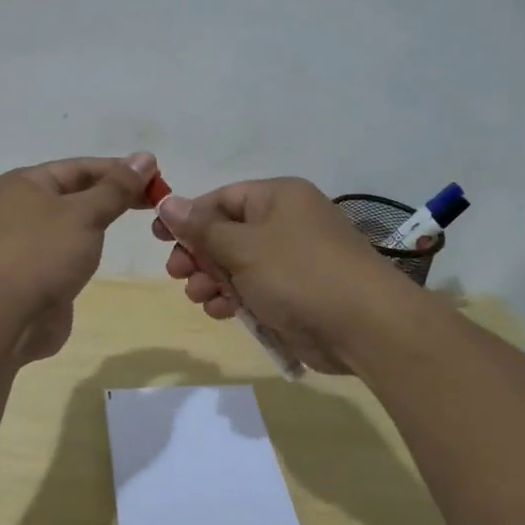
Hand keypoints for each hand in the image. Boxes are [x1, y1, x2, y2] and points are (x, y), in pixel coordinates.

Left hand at [0, 153, 157, 362]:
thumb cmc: (40, 254)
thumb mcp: (84, 213)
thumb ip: (116, 188)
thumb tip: (145, 158)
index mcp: (22, 184)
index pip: (79, 167)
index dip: (119, 169)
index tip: (157, 175)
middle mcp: (18, 210)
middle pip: (74, 193)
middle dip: (112, 195)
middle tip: (156, 199)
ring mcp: (22, 245)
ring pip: (69, 225)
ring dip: (99, 222)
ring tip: (138, 223)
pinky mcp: (31, 276)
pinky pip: (64, 253)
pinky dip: (86, 250)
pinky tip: (105, 254)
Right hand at [152, 177, 420, 373]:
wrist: (364, 327)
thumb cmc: (299, 274)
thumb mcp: (243, 247)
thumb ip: (202, 228)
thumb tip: (168, 202)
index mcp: (278, 198)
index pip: (223, 198)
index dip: (189, 216)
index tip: (159, 236)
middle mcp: (286, 223)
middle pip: (227, 232)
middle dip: (199, 254)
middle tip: (177, 273)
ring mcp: (293, 260)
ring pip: (238, 264)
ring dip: (213, 280)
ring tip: (200, 297)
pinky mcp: (296, 293)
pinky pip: (255, 289)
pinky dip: (235, 298)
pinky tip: (221, 312)